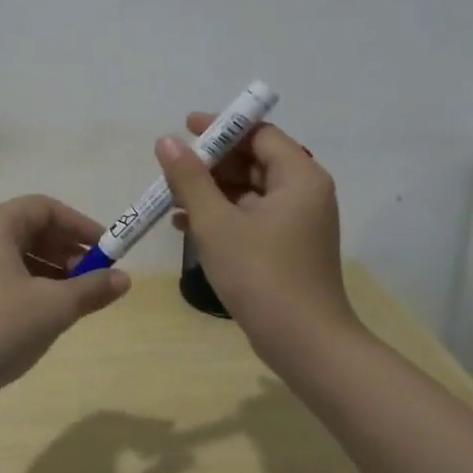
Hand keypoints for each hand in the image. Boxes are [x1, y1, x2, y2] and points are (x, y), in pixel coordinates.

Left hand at [0, 195, 130, 404]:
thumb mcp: (53, 307)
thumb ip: (92, 289)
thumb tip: (124, 279)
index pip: (44, 208)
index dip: (80, 225)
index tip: (107, 249)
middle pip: (31, 228)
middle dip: (67, 249)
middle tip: (94, 275)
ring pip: (19, 253)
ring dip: (52, 268)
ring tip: (76, 296)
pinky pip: (5, 273)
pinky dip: (32, 283)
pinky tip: (48, 310)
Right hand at [155, 115, 362, 365]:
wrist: (306, 345)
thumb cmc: (261, 274)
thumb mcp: (216, 223)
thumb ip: (190, 178)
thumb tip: (167, 141)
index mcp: (299, 177)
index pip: (259, 133)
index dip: (221, 127)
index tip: (186, 128)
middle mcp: (304, 193)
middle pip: (254, 160)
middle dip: (211, 162)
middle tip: (172, 166)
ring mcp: (297, 222)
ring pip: (249, 190)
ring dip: (211, 191)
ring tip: (171, 197)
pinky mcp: (287, 247)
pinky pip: (251, 216)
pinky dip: (222, 215)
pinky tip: (185, 225)